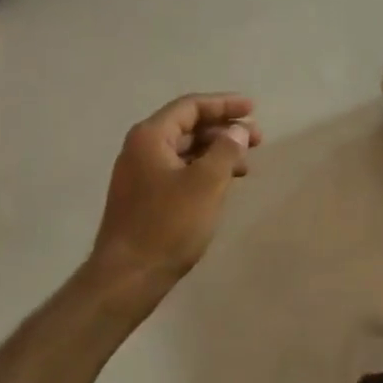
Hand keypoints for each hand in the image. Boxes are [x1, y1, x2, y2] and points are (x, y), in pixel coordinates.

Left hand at [89, 94, 261, 295]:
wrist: (126, 279)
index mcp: (150, 137)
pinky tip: (223, 184)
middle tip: (256, 139)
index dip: (224, 104)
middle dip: (224, 129)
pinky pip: (179, 170)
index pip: (191, 106)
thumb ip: (226, 150)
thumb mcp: (206, 183)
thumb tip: (237, 130)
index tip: (252, 109)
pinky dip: (204, 170)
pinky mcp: (143, 197)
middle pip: (188, 126)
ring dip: (216, 152)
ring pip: (185, 150)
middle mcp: (141, 148)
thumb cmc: (167, 225)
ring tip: (246, 165)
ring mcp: (139, 174)